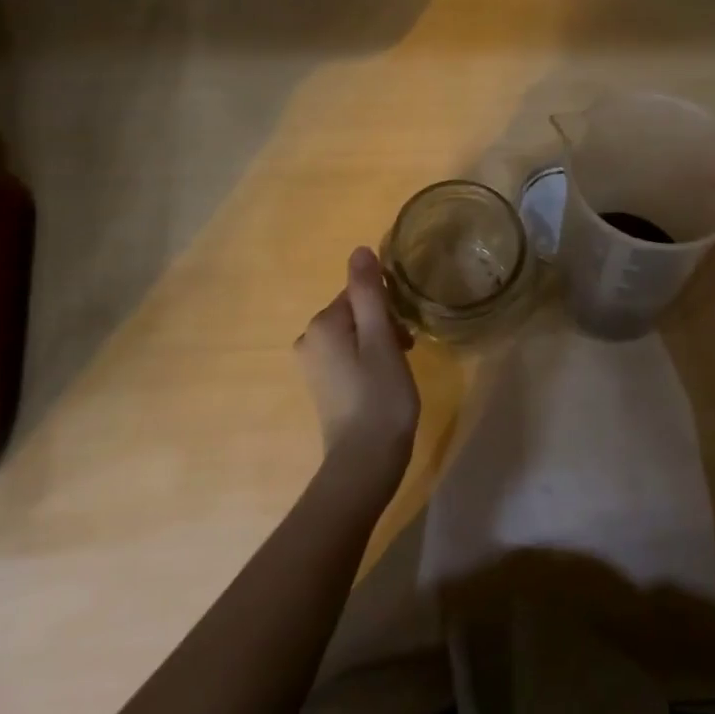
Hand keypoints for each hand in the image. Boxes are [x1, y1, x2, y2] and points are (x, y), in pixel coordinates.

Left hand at [295, 248, 419, 480]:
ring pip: (354, 333)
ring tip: (397, 370)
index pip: (360, 292)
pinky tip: (383, 382)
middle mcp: (309, 339)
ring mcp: (312, 364)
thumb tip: (359, 250)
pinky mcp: (321, 385)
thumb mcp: (380, 339)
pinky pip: (348, 355)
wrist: (364, 463)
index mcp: (322, 324)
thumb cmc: (379, 397)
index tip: (404, 333)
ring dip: (379, 342)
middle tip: (405, 352)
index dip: (387, 308)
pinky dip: (368, 360)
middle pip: (356, 311)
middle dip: (384, 324)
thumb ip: (369, 292)